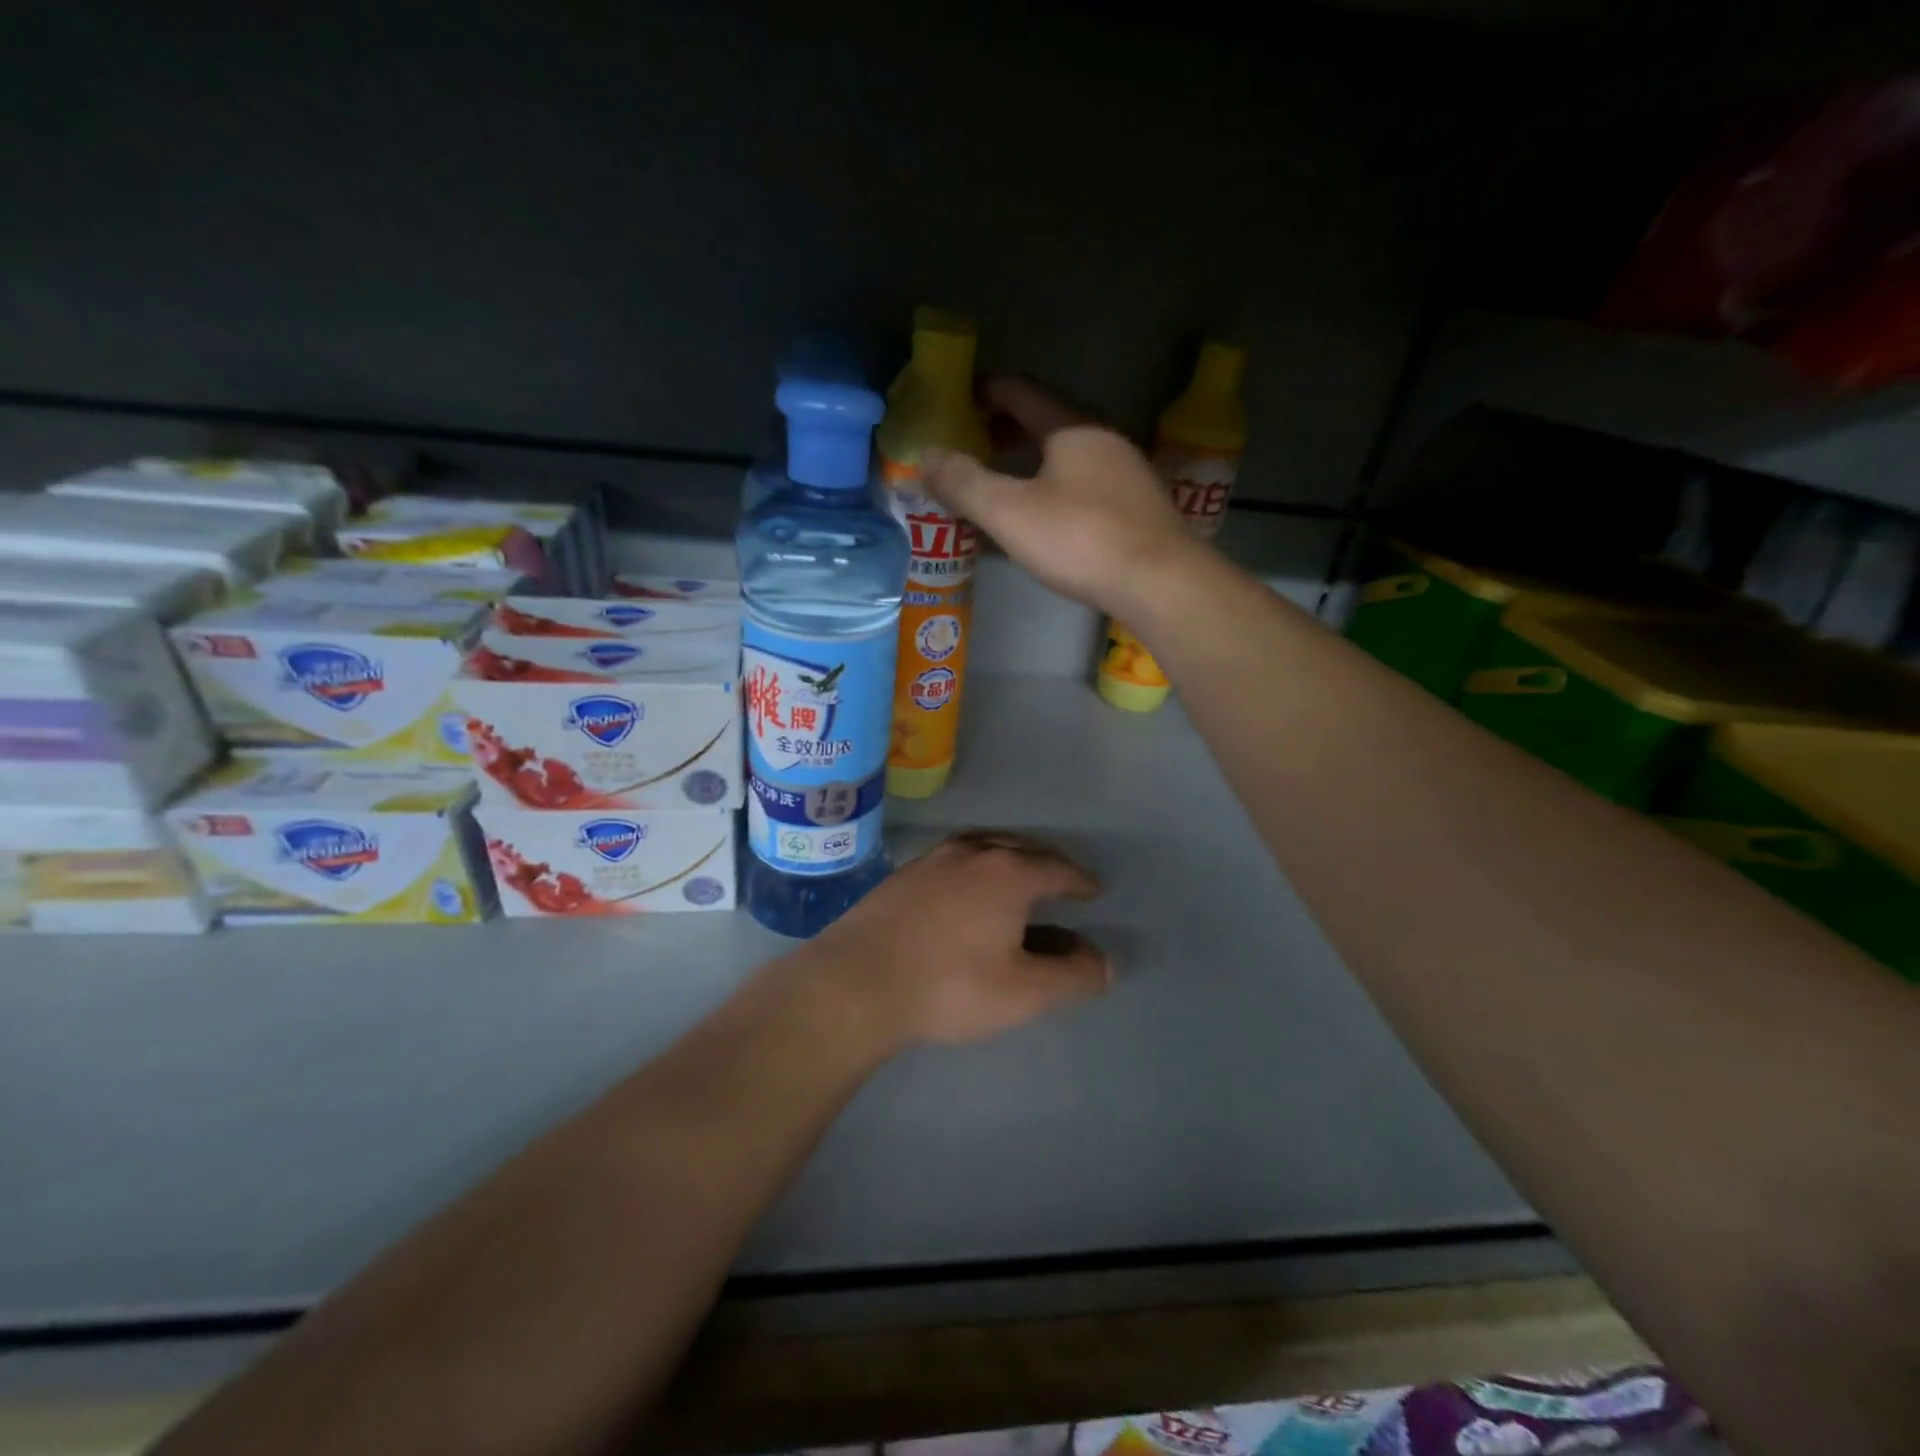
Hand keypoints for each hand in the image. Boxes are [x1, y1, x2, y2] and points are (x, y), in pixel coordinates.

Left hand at [807, 830, 1109, 1047]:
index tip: (1093, 892)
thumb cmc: (949, 986)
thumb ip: (1071, 977)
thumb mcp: (1023, 993)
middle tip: (1060, 882)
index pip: (1058, 868)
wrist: (857, 981)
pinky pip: (954, 858)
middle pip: (1022, 848)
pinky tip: (965, 888)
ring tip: (1017, 876)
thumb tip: (1104, 963)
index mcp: (1009, 873)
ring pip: (984, 846)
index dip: (1080, 881)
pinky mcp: (903, 873)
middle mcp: (973, 853)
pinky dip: (975, 865)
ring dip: (1009, 857)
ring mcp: (933, 858)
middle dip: (1047, 863)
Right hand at [923, 376, 1201, 618]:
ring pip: (1070, 458)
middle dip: (1008, 431)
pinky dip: (1057, 488)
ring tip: (1005, 483)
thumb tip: (924, 456)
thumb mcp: (1010, 512)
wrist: (1160, 582)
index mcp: (1073, 429)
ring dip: (1034, 463)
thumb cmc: (1080, 538)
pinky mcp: (1140, 510)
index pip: (1023, 394)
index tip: (962, 396)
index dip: (989, 392)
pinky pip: (1087, 485)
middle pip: (1049, 424)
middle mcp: (1105, 442)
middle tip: (975, 445)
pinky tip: (1048, 517)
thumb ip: (964, 483)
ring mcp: (1128, 476)